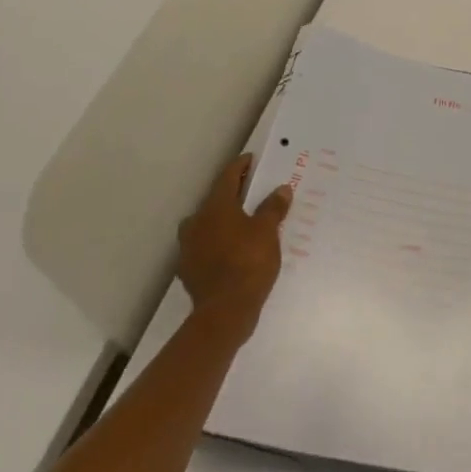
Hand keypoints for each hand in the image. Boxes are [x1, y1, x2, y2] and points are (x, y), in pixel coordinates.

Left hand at [177, 154, 292, 337]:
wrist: (224, 312)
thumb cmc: (248, 262)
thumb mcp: (268, 231)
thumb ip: (273, 207)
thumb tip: (281, 189)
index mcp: (215, 207)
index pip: (228, 177)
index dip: (240, 166)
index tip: (251, 160)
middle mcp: (197, 222)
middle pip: (215, 200)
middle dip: (233, 195)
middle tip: (252, 192)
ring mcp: (189, 247)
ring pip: (207, 224)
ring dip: (223, 220)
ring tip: (243, 223)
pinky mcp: (189, 269)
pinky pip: (205, 246)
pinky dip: (218, 242)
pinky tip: (232, 250)